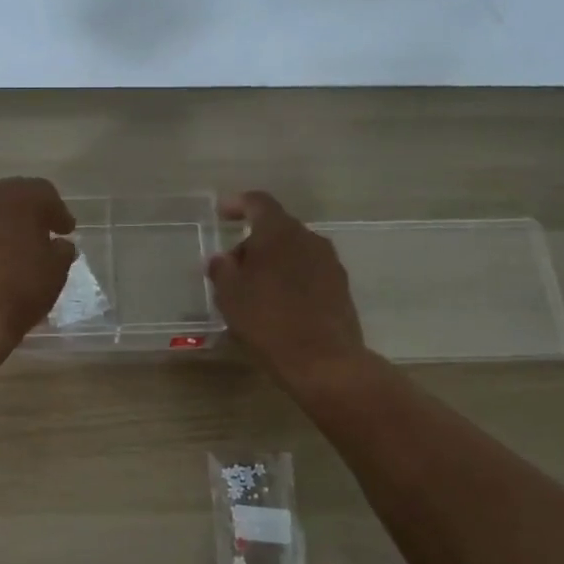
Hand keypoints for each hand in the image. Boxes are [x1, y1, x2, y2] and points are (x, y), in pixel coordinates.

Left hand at [0, 178, 75, 358]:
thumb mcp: (54, 274)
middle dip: (22, 215)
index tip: (65, 231)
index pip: (44, 193)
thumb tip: (57, 245)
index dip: (57, 212)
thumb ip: (60, 252)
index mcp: (18, 198)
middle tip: (34, 237)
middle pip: (8, 197)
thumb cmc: (15, 292)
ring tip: (0, 251)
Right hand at [207, 190, 365, 387]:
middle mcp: (308, 238)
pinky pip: (308, 271)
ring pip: (294, 251)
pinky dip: (290, 279)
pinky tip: (278, 305)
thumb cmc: (267, 321)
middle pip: (276, 228)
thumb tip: (222, 258)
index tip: (222, 212)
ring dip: (273, 262)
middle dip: (253, 243)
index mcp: (279, 232)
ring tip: (254, 290)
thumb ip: (222, 269)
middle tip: (232, 268)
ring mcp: (329, 262)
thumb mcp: (230, 295)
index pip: (258, 202)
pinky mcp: (341, 286)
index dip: (238, 204)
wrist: (324, 361)